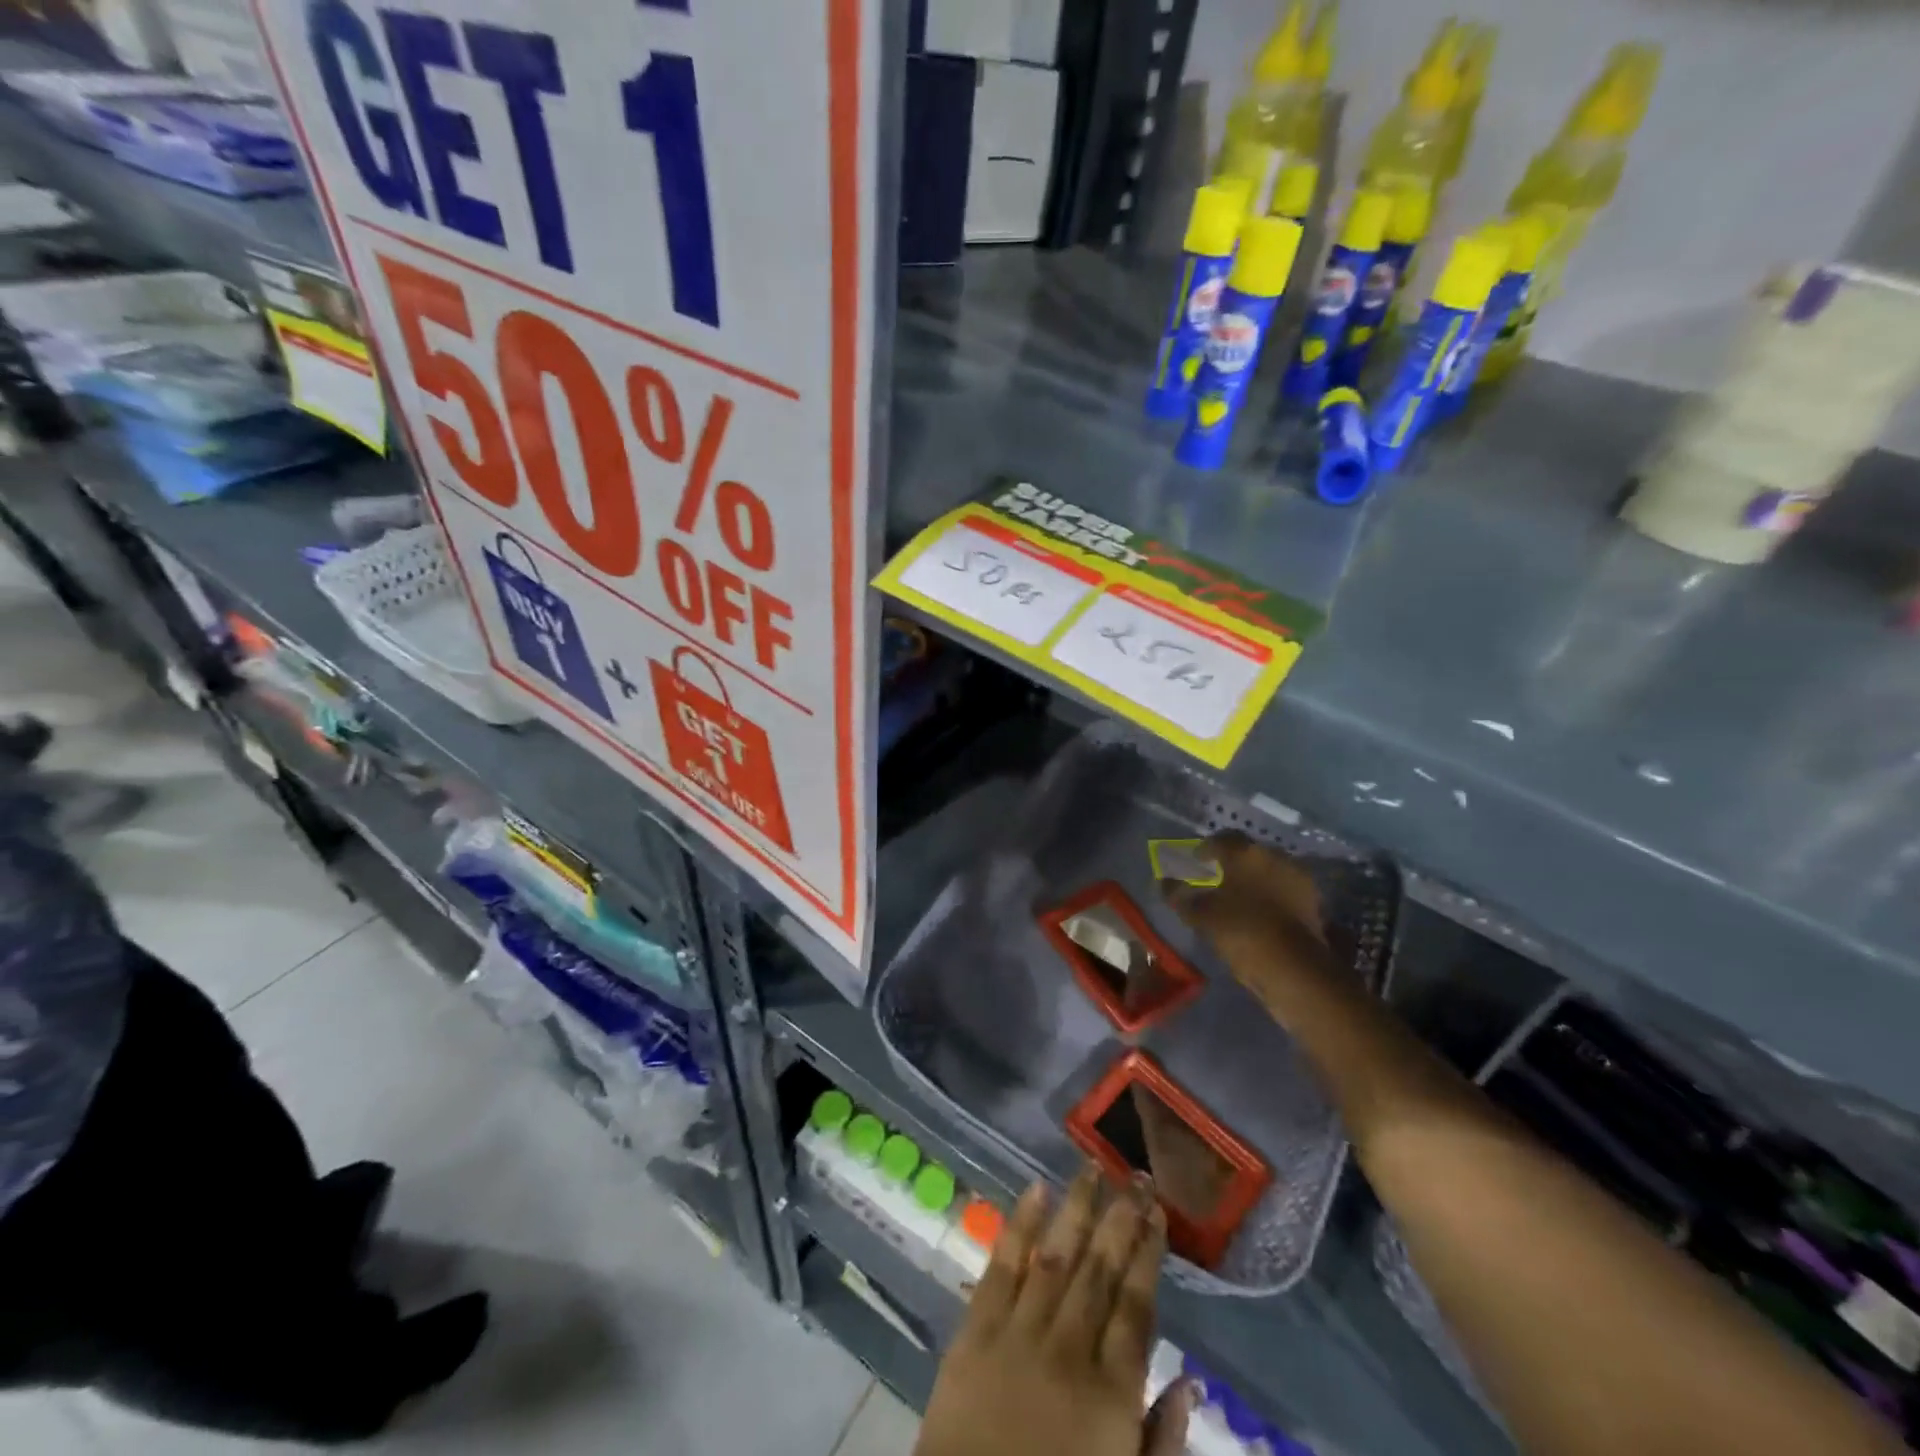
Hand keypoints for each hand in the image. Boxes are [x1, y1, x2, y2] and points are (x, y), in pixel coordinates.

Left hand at [914, 1167, 1193, 1455]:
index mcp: (1111, 1395)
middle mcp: (1069, 1351)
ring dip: (1076, 1208)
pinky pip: (1000, 1268)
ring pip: (1055, 1256)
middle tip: (1133, 1174)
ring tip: (1091, 1166)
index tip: (1156, 1212)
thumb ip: (1162, 1442)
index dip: (1148, 1254)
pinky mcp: (975, 1332)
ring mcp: (1019, 1335)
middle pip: (1099, 1270)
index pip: (1136, 1306)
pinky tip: (1035, 1190)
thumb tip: (1190, 1382)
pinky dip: (1019, 1227)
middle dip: (1120, 1218)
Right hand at [1161, 833, 1329, 988]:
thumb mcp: (1200, 915)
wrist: (1294, 968)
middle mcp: (1274, 856)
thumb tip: (1165, 882)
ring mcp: (1298, 877)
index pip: (1221, 839)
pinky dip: (1272, 895)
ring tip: (1239, 899)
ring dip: (1254, 879)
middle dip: (1232, 863)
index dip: (1205, 849)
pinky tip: (1261, 912)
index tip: (1195, 862)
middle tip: (1216, 879)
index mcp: (1245, 853)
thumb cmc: (1241, 931)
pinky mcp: (1314, 900)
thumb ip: (1179, 895)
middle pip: (1248, 852)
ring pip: (1269, 870)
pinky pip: (1285, 889)